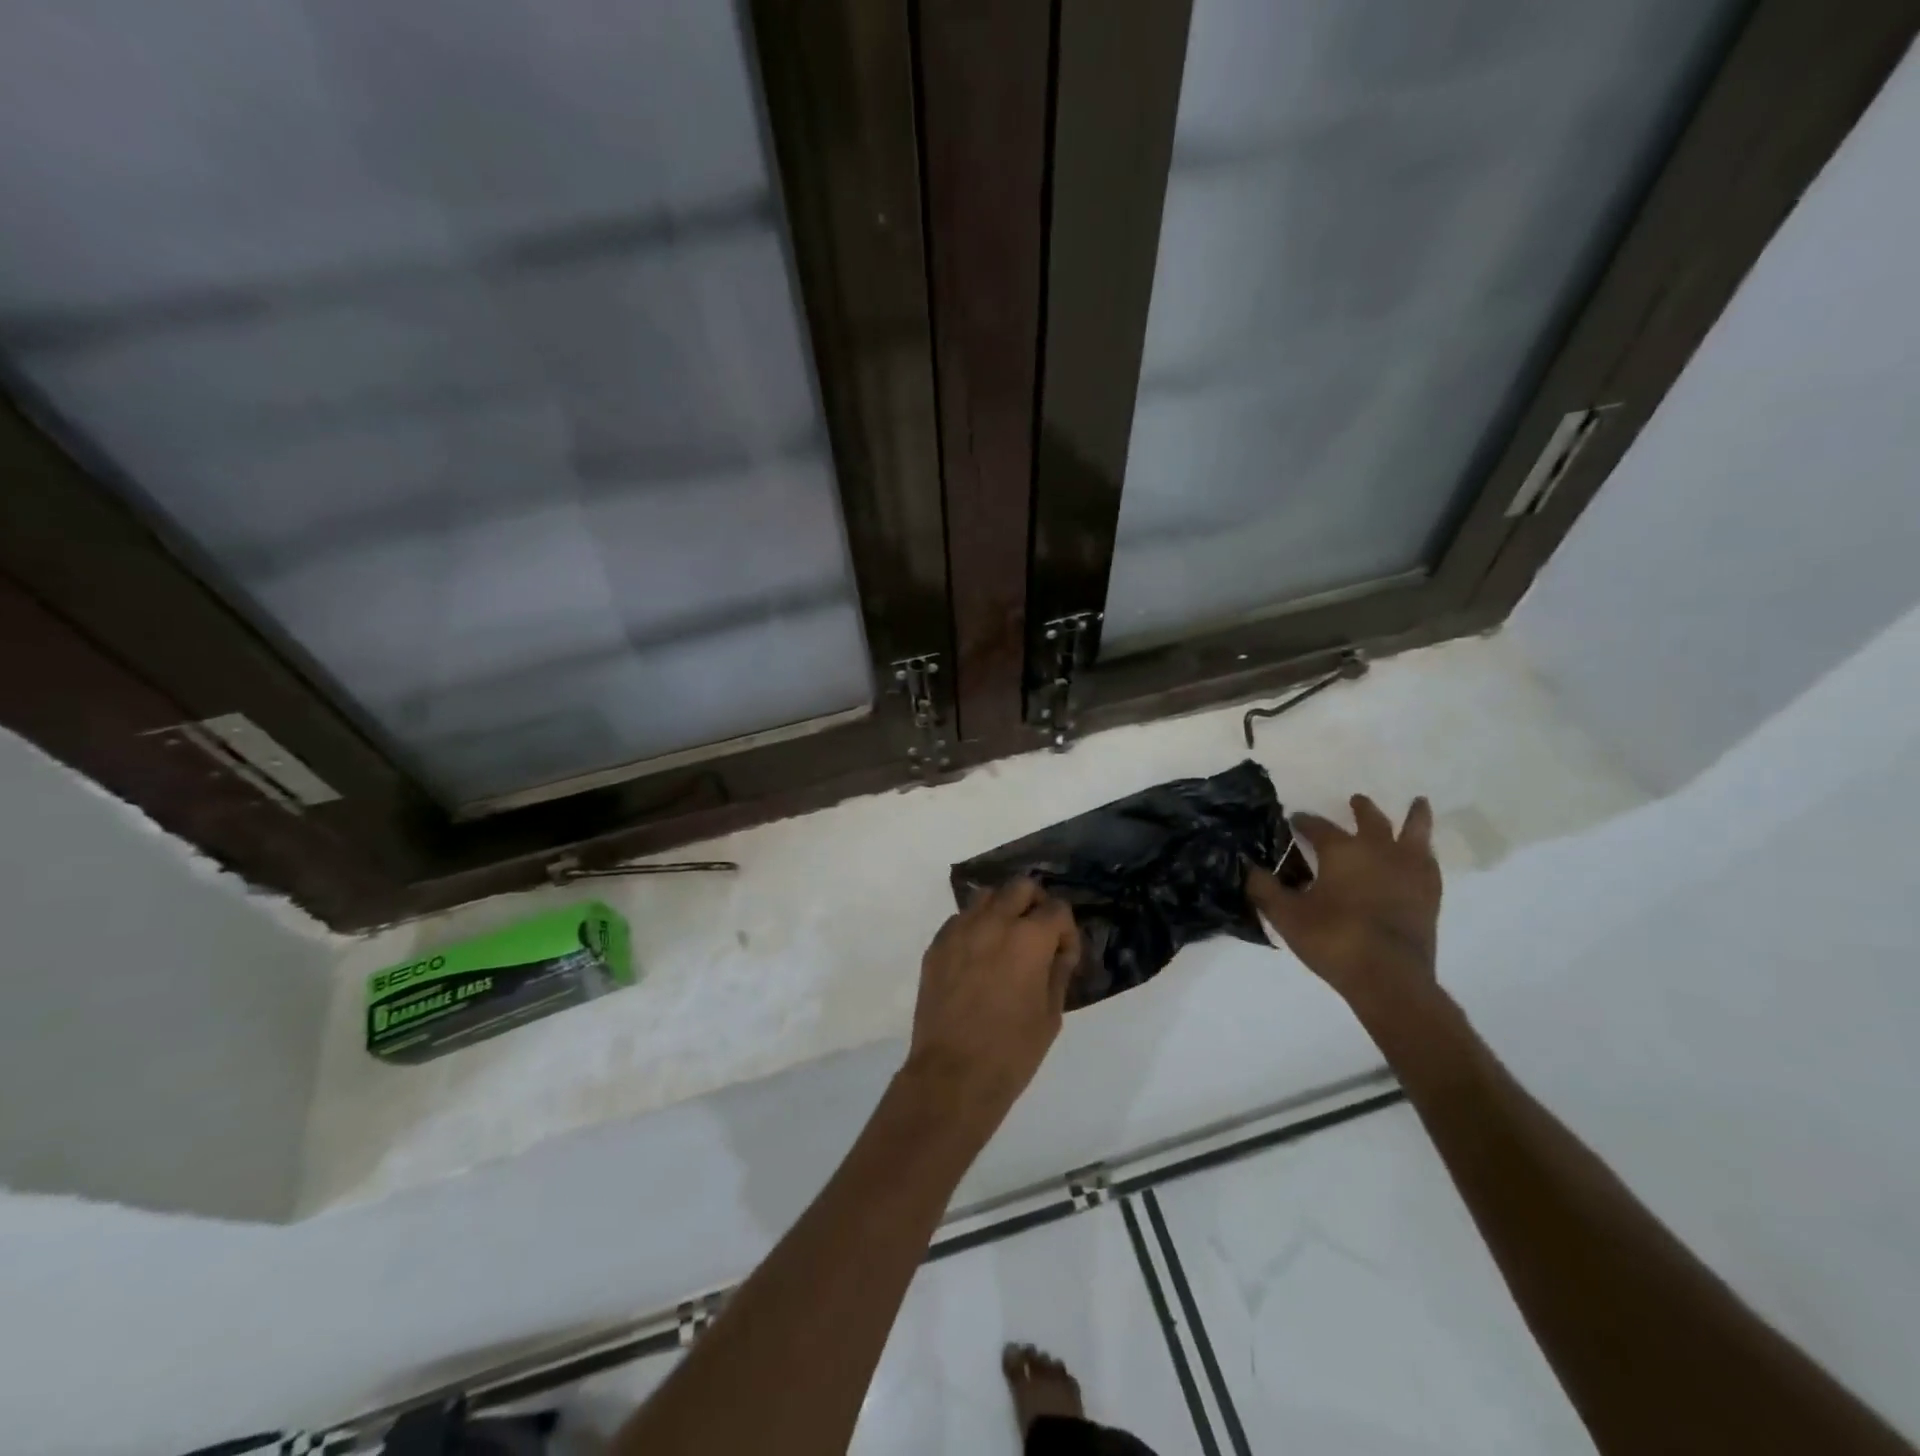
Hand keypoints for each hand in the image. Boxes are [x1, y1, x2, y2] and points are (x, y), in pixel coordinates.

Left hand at [905, 879, 1079, 1124]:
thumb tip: (1058, 950)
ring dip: (1002, 909)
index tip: (1064, 955)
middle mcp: (994, 922)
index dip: (1067, 931)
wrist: (952, 1074)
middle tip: (1038, 934)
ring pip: (986, 896)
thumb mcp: (1051, 1014)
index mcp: (1029, 938)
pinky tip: (978, 957)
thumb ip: (1058, 971)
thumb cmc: (1012, 1050)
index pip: (1057, 909)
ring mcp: (960, 930)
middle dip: (1035, 904)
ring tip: (1006, 940)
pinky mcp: (936, 945)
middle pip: (1021, 887)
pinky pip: (960, 920)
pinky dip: (975, 927)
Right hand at [1246, 794, 1441, 1013]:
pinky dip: (1425, 851)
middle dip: (1360, 809)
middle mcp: (1378, 850)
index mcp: (1341, 850)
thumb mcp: (1286, 915)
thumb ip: (1265, 889)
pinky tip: (1423, 853)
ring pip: (1414, 832)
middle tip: (1355, 800)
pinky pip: (1429, 861)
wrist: (1388, 976)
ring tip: (1418, 802)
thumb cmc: (1333, 939)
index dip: (1305, 822)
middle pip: (1370, 820)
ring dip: (1413, 816)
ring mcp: (1409, 870)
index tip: (1295, 820)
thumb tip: (1250, 867)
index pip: (1318, 827)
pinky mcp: (1430, 893)